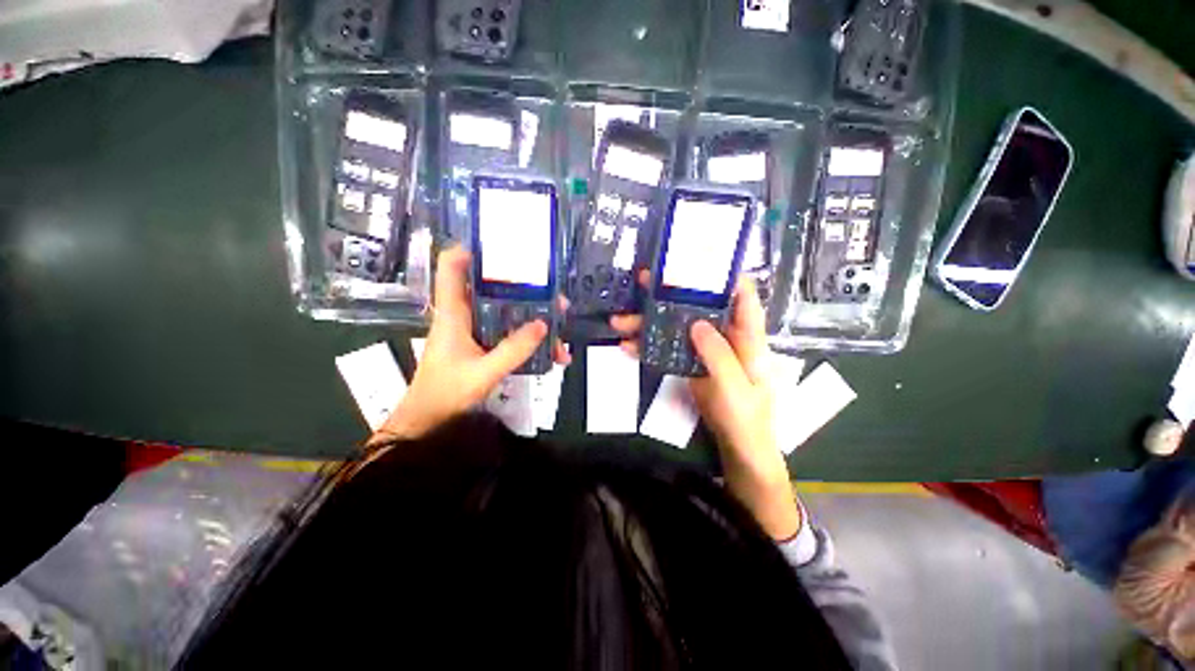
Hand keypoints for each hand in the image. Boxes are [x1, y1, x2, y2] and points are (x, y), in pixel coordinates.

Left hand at [376, 246, 569, 441]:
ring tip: (560, 328)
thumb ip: (513, 350)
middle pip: (493, 289)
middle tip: (554, 296)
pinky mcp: (483, 345)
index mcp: (453, 313)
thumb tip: (542, 324)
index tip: (502, 246)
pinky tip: (552, 354)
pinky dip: (530, 340)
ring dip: (534, 319)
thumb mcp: (483, 372)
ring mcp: (475, 331)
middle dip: (525, 290)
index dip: (471, 249)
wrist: (429, 420)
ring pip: (507, 314)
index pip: (452, 267)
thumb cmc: (446, 393)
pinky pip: (510, 335)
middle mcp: (464, 315)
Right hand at [610, 276, 799, 540]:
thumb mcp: (735, 388)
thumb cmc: (746, 418)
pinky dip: (647, 345)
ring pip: (676, 326)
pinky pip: (667, 347)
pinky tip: (627, 345)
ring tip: (620, 320)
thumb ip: (719, 356)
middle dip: (671, 293)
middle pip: (698, 306)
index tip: (699, 258)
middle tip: (643, 281)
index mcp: (746, 338)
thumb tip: (696, 323)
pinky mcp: (689, 362)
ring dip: (648, 322)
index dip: (725, 274)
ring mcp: (704, 349)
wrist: (737, 446)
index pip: (742, 297)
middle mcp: (724, 336)